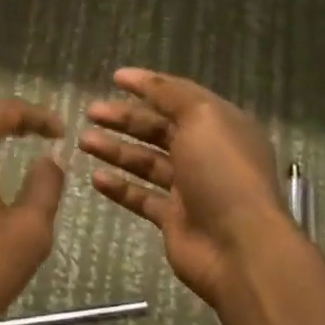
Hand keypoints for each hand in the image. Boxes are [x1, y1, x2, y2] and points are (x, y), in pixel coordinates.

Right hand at [82, 68, 293, 308]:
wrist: (240, 246)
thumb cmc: (223, 172)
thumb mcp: (202, 117)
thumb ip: (170, 95)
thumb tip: (144, 78)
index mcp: (221, 125)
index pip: (179, 97)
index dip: (148, 85)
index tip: (115, 78)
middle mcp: (207, 153)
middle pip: (159, 129)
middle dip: (125, 118)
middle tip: (90, 112)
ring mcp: (191, 188)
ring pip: (147, 162)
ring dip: (116, 149)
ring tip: (84, 141)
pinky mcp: (175, 219)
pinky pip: (142, 196)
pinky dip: (120, 186)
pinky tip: (96, 178)